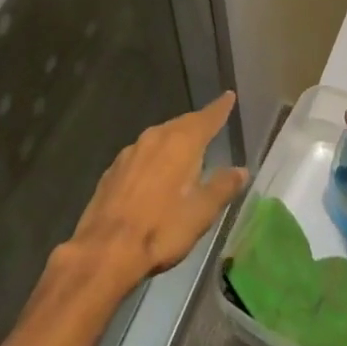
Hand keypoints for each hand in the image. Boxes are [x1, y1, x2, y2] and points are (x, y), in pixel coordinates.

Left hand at [62, 91, 248, 294]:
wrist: (105, 249)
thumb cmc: (161, 229)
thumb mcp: (201, 212)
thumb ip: (222, 187)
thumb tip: (241, 169)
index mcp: (181, 143)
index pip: (206, 119)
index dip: (219, 109)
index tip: (228, 96)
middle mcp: (155, 137)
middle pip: (181, 124)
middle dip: (196, 124)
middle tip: (209, 125)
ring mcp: (130, 151)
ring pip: (159, 137)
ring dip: (174, 140)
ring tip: (185, 149)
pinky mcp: (113, 169)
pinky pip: (141, 154)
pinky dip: (154, 157)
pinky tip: (154, 173)